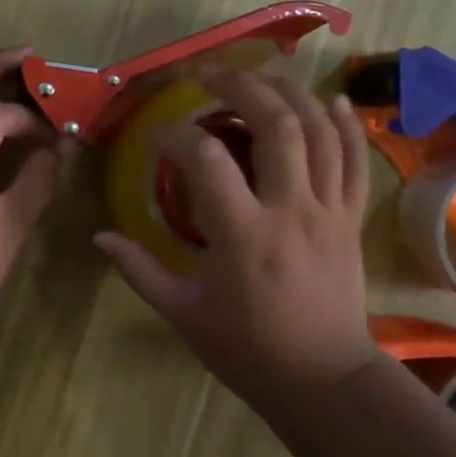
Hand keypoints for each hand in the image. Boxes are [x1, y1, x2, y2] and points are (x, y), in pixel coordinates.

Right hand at [95, 70, 380, 411]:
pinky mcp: (351, 218)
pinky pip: (355, 160)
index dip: (176, 137)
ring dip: (291, 94)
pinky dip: (346, 125)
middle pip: (276, 125)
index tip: (157, 137)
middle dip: (241, 88)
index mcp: (243, 235)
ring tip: (261, 76)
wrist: (322, 380)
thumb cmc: (247, 349)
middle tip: (210, 76)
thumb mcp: (182, 313)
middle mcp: (290, 210)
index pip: (207, 160)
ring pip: (320, 131)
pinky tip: (333, 100)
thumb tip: (100, 236)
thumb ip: (139, 270)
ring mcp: (328, 210)